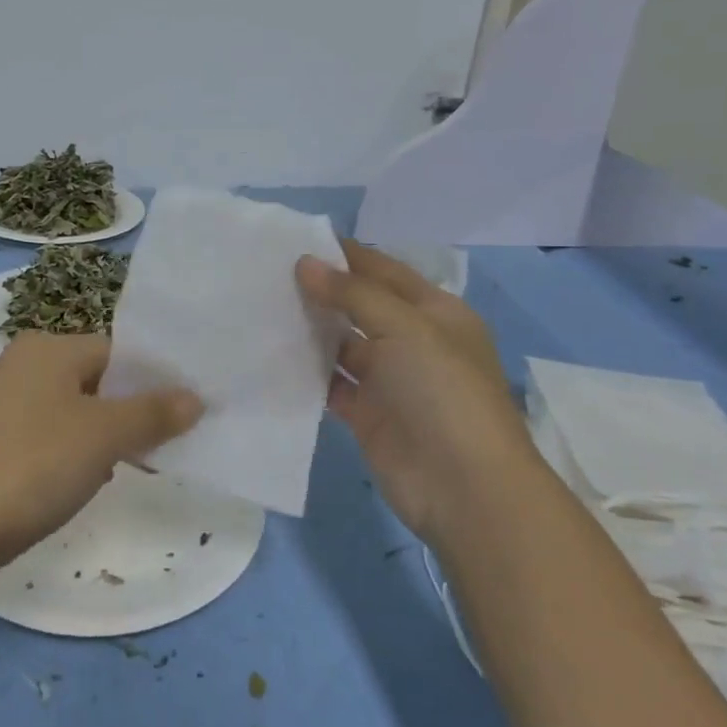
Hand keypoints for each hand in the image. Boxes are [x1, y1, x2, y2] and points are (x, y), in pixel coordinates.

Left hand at [0, 331, 202, 576]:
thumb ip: (153, 413)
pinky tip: (79, 485)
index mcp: (48, 348)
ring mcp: (1, 407)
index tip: (186, 414)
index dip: (155, 381)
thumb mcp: (103, 435)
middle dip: (130, 413)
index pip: (118, 352)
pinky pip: (48, 439)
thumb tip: (196, 397)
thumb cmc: (31, 465)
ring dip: (103, 439)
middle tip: (163, 446)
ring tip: (128, 468)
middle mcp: (22, 366)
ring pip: (73, 414)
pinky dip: (71, 456)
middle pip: (97, 382)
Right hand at [296, 242, 529, 544]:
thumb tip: (305, 262)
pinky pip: (330, 384)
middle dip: (321, 289)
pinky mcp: (367, 414)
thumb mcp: (406, 327)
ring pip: (342, 345)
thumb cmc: (443, 391)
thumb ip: (354, 293)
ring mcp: (389, 380)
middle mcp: (412, 341)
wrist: (464, 486)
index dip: (345, 254)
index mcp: (434, 311)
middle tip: (267, 272)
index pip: (383, 270)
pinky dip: (306, 371)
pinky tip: (271, 355)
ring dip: (310, 329)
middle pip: (360, 305)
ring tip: (261, 307)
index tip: (295, 239)